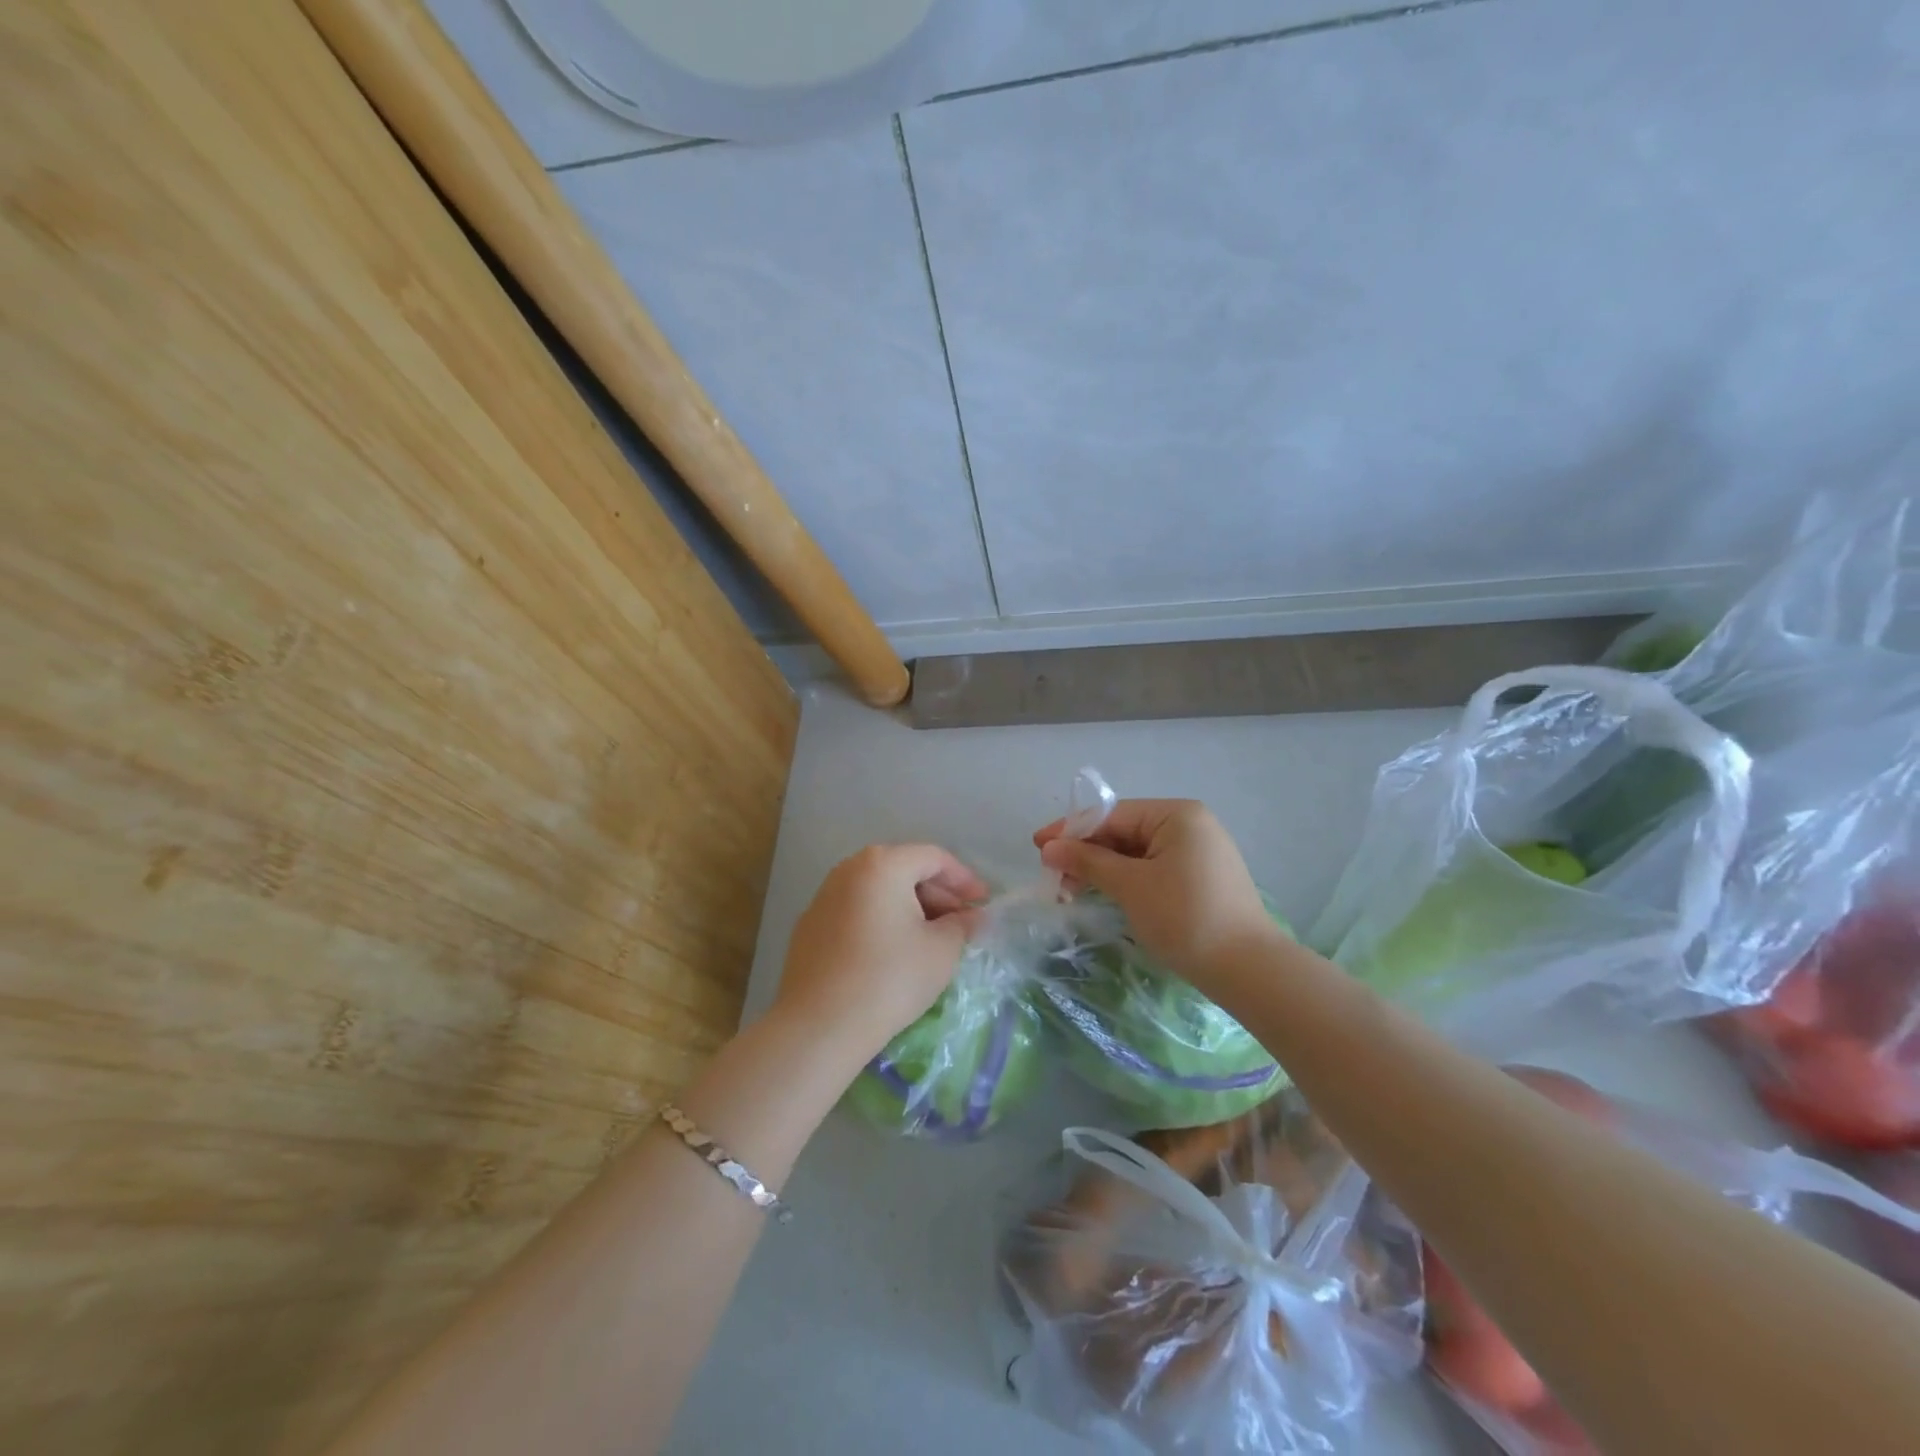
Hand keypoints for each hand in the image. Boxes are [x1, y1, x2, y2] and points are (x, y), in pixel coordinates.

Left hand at [770, 844, 987, 1075]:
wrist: (819, 1025)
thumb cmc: (889, 978)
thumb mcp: (941, 950)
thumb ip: (962, 925)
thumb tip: (972, 917)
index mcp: (882, 864)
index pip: (933, 858)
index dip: (964, 879)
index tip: (984, 903)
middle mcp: (849, 870)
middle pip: (903, 870)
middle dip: (937, 894)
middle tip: (961, 923)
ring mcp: (823, 897)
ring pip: (879, 892)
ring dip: (910, 909)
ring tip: (931, 939)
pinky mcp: (810, 927)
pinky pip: (857, 912)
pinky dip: (882, 922)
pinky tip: (894, 953)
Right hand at [1034, 799, 1275, 992]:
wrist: (1248, 970)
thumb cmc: (1185, 917)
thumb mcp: (1130, 886)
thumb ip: (1088, 861)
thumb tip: (1049, 847)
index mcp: (1176, 815)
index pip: (1111, 814)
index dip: (1071, 830)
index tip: (1037, 846)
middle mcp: (1190, 825)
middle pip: (1123, 832)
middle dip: (1086, 853)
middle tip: (1053, 876)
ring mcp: (1199, 852)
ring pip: (1136, 853)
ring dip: (1102, 870)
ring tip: (1071, 891)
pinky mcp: (1201, 879)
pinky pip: (1153, 869)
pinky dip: (1126, 880)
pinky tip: (1104, 895)